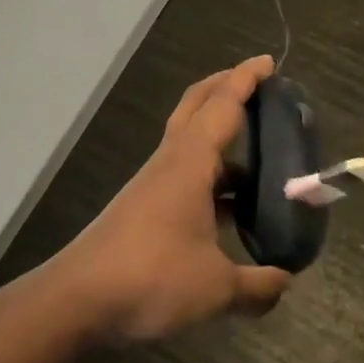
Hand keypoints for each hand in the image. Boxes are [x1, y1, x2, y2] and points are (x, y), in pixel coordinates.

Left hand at [51, 56, 291, 344]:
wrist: (77, 300)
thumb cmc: (151, 278)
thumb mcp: (215, 288)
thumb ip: (257, 286)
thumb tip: (285, 282)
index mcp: (189, 163)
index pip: (222, 106)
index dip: (245, 80)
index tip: (268, 62)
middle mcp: (169, 163)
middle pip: (195, 108)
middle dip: (224, 89)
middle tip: (258, 86)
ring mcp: (153, 185)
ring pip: (189, 143)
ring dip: (219, 138)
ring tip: (259, 157)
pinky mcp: (144, 209)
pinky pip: (184, 176)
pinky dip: (210, 176)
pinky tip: (230, 207)